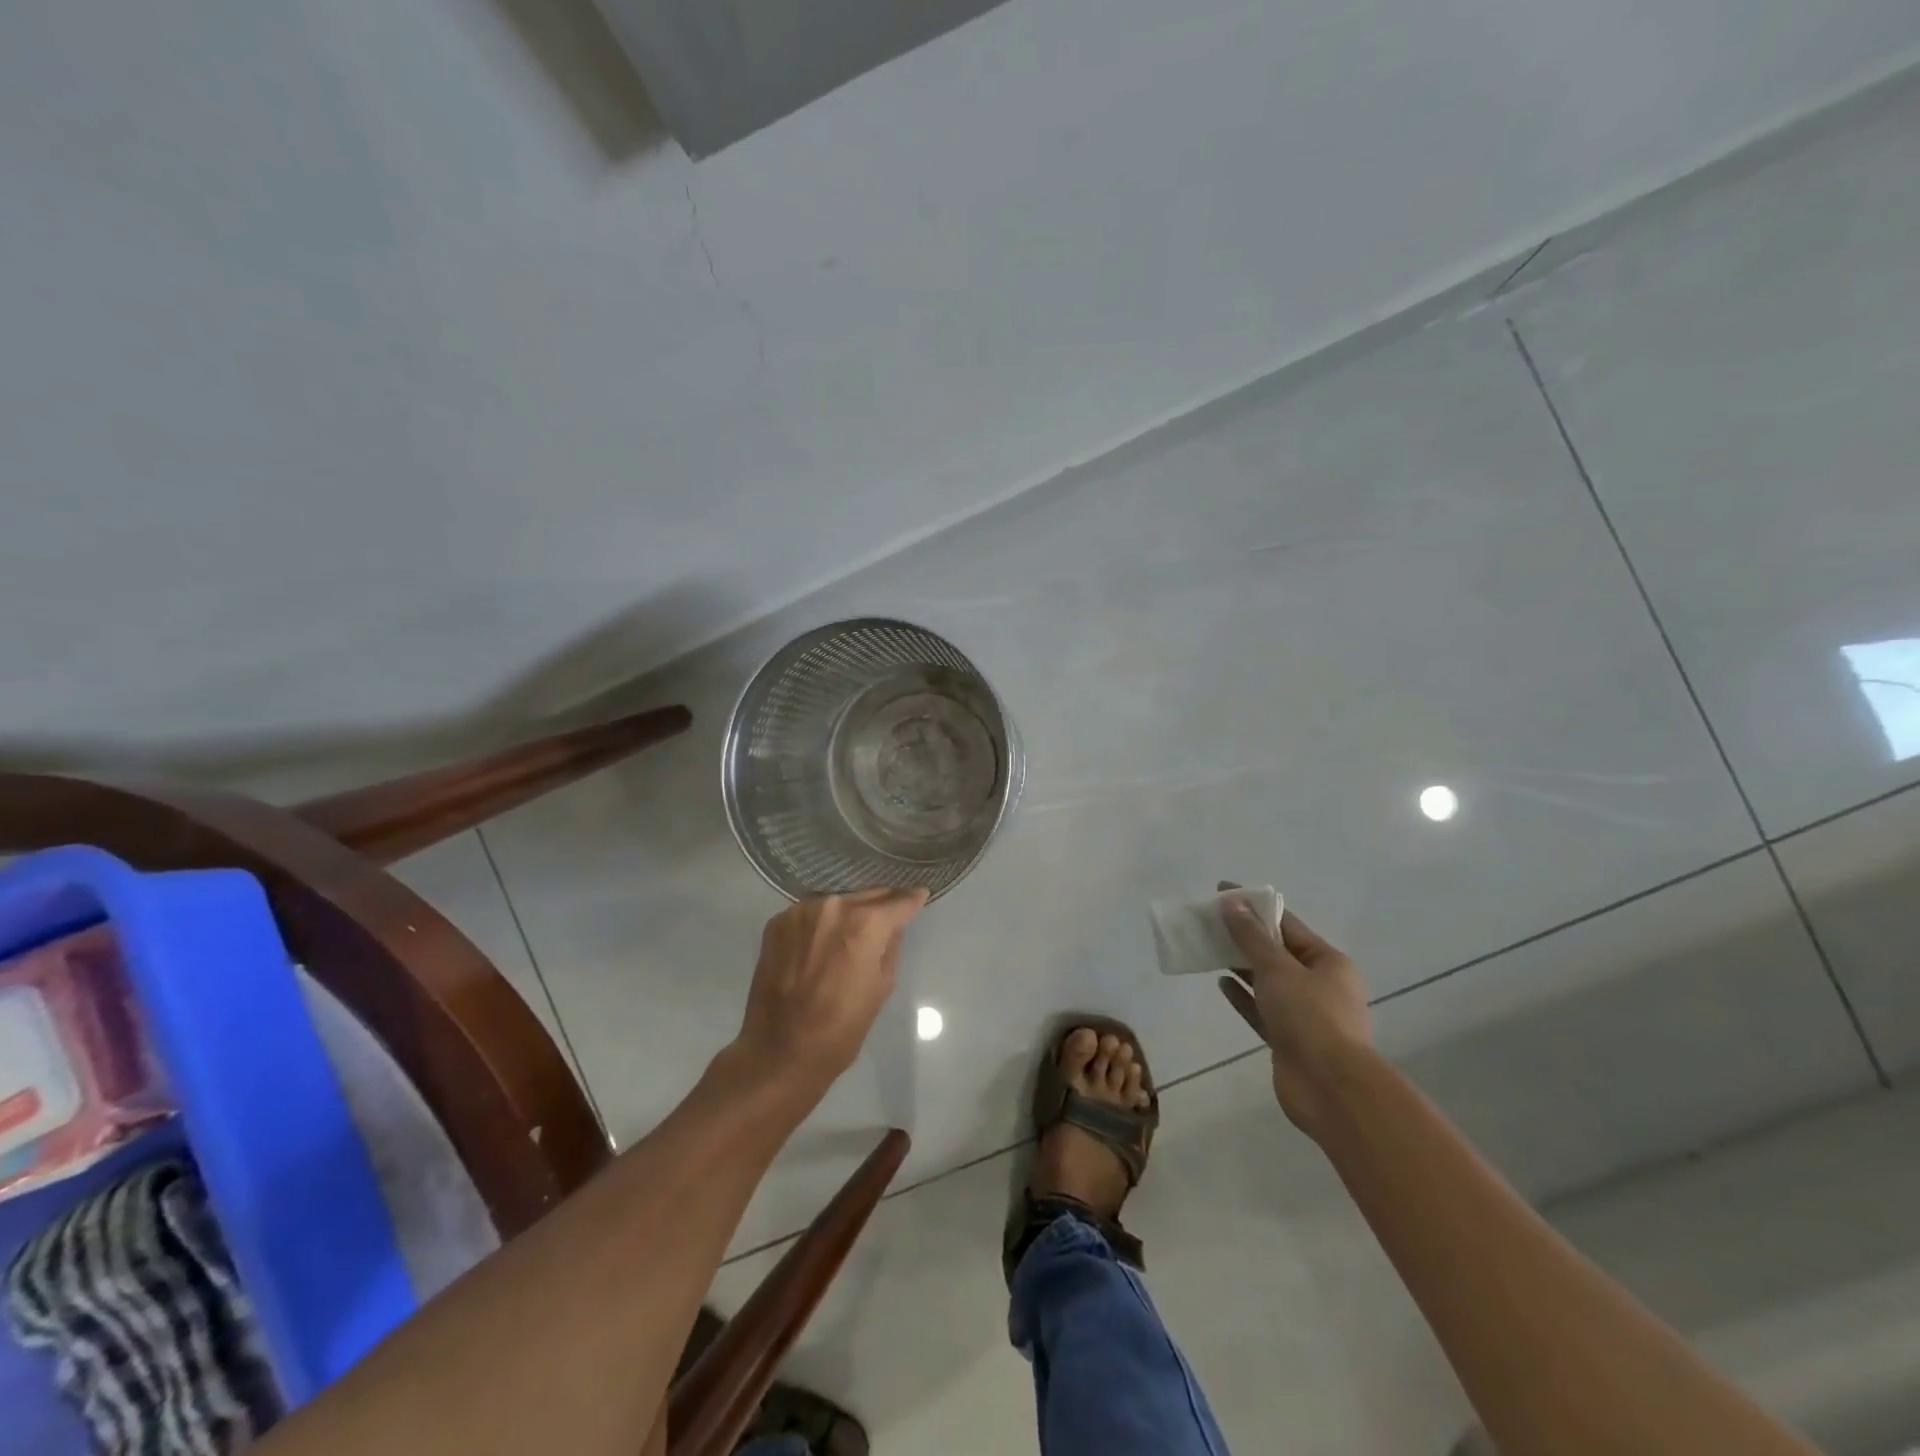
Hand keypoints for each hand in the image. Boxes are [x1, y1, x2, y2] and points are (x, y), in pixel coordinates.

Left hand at [732, 888, 928, 1096]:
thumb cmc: (841, 1028)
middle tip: (888, 915)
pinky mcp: (777, 922)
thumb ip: (891, 944)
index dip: (912, 898)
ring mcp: (800, 911)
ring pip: (836, 902)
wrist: (779, 1051)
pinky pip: (810, 914)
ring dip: (847, 913)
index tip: (920, 895)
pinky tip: (819, 944)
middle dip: (880, 905)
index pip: (898, 901)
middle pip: (866, 895)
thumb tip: (894, 924)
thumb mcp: (882, 986)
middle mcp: (833, 906)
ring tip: (850, 934)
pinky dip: (820, 923)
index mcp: (865, 923)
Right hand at [1215, 882, 1371, 1141]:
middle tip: (1209, 922)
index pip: (1286, 924)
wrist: (1330, 1089)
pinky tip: (1221, 984)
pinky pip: (1261, 1010)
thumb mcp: (1278, 969)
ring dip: (1241, 966)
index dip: (1254, 907)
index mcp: (1328, 962)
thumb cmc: (1310, 1017)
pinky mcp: (1288, 1040)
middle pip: (1277, 953)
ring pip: (1267, 982)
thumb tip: (1231, 903)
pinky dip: (1243, 996)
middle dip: (1244, 937)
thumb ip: (1251, 937)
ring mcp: (1305, 1015)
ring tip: (1209, 948)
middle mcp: (1320, 985)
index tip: (1222, 893)